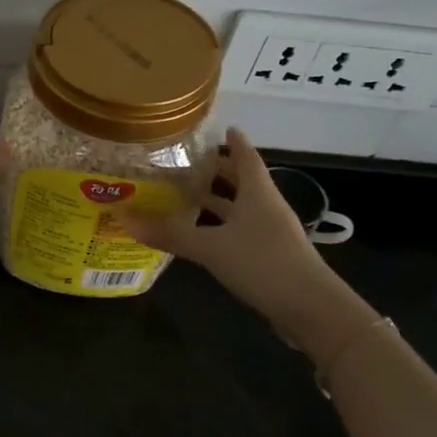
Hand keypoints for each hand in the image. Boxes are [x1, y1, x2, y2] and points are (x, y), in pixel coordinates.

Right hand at [122, 128, 366, 354]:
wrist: (310, 308)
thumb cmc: (263, 263)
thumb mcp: (211, 247)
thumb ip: (170, 234)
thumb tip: (125, 218)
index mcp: (258, 194)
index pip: (247, 158)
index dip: (235, 143)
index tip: (223, 128)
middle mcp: (267, 208)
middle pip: (243, 182)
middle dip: (220, 172)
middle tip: (190, 163)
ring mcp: (271, 234)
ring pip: (241, 209)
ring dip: (219, 202)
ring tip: (187, 196)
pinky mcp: (270, 258)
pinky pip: (241, 233)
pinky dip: (221, 229)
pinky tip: (202, 236)